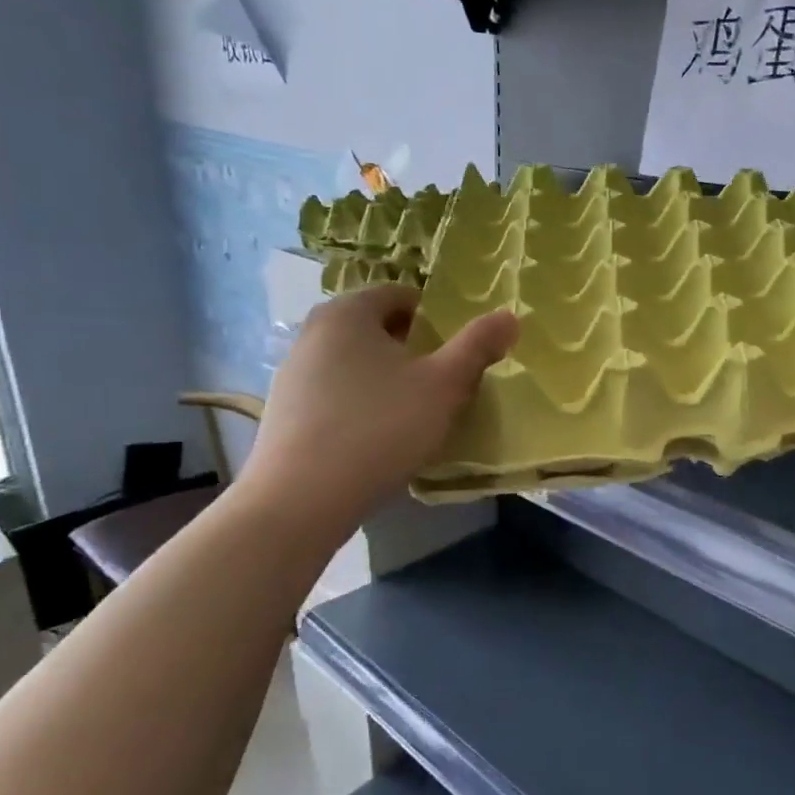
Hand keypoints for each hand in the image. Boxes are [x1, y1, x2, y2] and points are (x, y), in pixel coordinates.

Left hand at [235, 286, 516, 537]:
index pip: (400, 294)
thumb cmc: (381, 427)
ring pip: (355, 362)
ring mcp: (292, 373)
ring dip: (386, 378)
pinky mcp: (284, 412)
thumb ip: (478, 346)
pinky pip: (335, 393)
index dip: (435, 317)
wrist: (302, 499)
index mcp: (348, 312)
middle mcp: (312, 332)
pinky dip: (360, 404)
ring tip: (412, 413)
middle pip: (376, 328)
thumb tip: (510, 316)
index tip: (456, 350)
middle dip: (412, 349)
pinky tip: (377, 438)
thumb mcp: (444, 385)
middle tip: (441, 382)